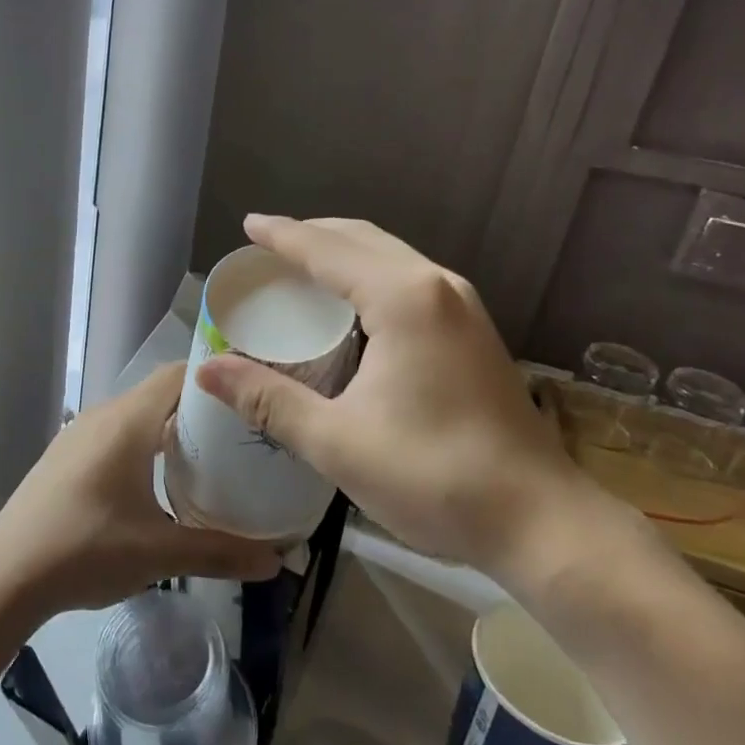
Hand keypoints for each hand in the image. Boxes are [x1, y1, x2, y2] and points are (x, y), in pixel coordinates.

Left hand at [0, 363, 281, 624]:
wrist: (5, 574)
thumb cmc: (87, 549)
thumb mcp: (160, 553)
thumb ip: (220, 553)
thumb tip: (275, 562)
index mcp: (128, 421)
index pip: (179, 375)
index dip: (216, 379)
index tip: (249, 397)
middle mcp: (102, 416)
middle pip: (159, 395)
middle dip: (199, 411)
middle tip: (240, 436)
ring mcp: (78, 435)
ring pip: (135, 417)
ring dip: (168, 430)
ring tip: (206, 459)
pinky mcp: (64, 457)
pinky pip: (114, 435)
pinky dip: (142, 446)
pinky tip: (155, 482)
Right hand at [195, 216, 606, 589]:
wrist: (539, 519)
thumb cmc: (433, 476)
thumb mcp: (336, 441)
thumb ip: (267, 399)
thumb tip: (205, 370)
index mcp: (403, 299)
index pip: (327, 250)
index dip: (283, 236)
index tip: (247, 225)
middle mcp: (437, 286)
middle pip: (362, 240)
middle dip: (313, 236)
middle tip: (267, 250)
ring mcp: (463, 306)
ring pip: (391, 257)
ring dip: (344, 254)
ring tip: (302, 269)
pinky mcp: (474, 330)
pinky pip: (409, 280)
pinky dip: (369, 276)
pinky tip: (351, 307)